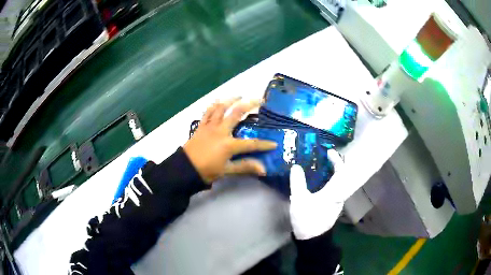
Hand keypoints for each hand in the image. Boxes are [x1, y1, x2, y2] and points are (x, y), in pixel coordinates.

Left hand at [184, 98, 276, 182]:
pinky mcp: (201, 126)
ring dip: (231, 100)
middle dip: (250, 105)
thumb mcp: (227, 170)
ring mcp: (210, 126)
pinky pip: (208, 112)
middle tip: (259, 100)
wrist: (184, 168)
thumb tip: (263, 169)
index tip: (274, 144)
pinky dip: (214, 105)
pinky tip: (218, 101)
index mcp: (229, 144)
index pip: (251, 143)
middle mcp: (221, 130)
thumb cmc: (206, 171)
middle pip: (237, 113)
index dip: (264, 144)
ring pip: (221, 108)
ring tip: (239, 95)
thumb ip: (245, 167)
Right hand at [289, 149, 346, 239]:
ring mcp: (337, 203)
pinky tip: (320, 183)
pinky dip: (330, 182)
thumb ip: (298, 182)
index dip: (337, 160)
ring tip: (322, 168)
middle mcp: (339, 196)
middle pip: (343, 176)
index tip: (329, 152)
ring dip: (333, 173)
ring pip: (339, 184)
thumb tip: (296, 166)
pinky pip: (335, 190)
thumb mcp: (299, 199)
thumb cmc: (308, 219)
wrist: (312, 240)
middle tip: (326, 158)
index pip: (341, 171)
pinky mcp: (332, 208)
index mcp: (334, 192)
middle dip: (336, 165)